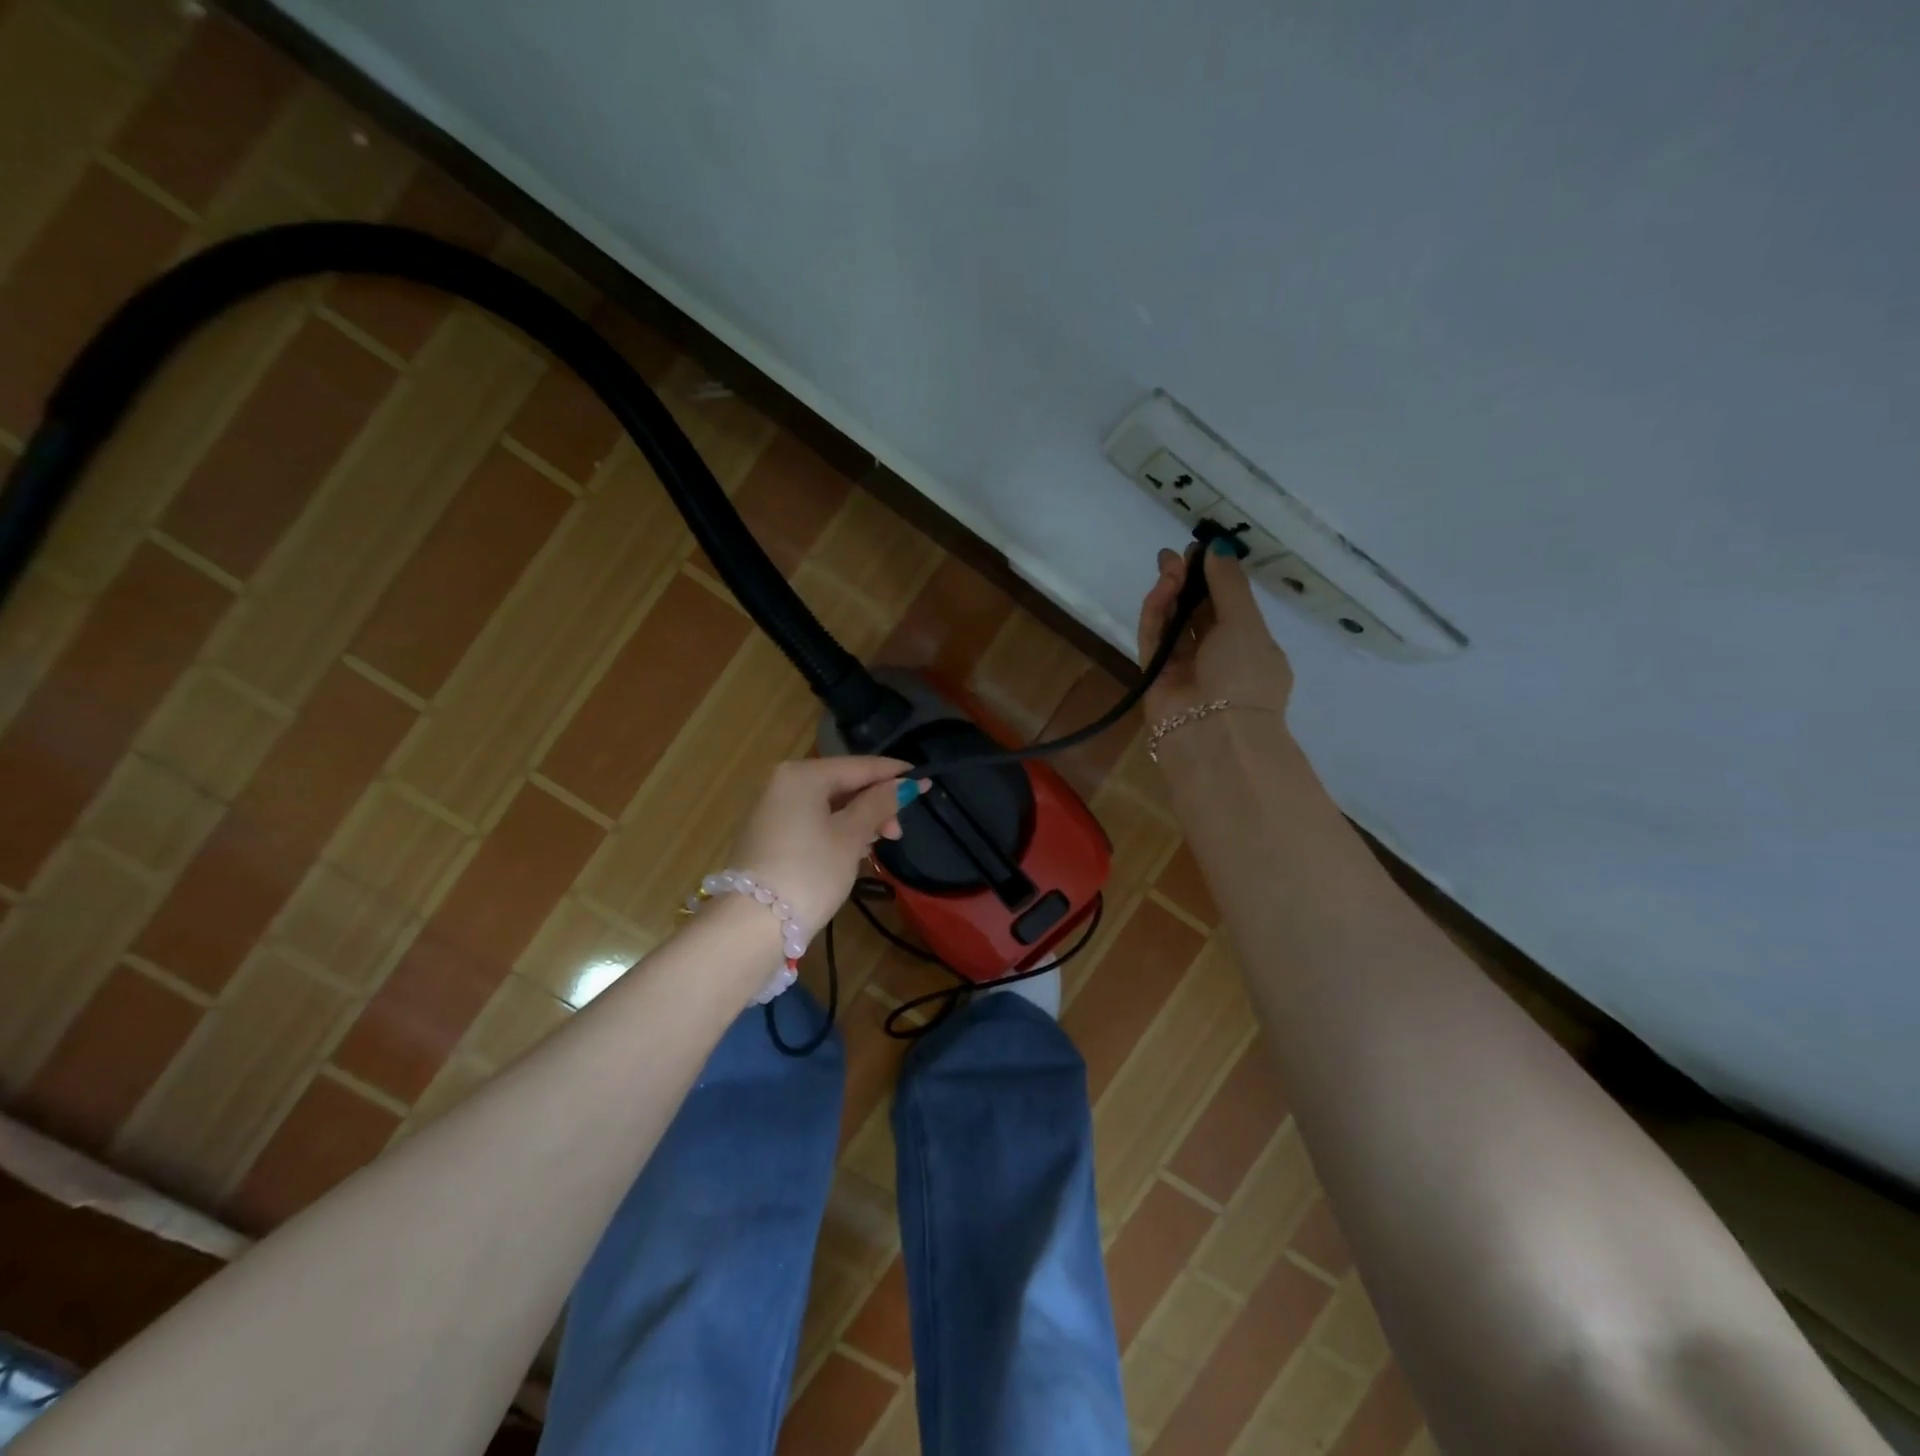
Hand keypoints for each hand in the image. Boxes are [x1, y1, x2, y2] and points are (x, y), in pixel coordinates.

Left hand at [729, 757, 927, 933]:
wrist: (752, 924)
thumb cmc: (810, 872)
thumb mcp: (851, 837)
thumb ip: (879, 805)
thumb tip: (905, 783)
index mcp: (803, 775)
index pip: (858, 766)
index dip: (893, 774)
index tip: (924, 782)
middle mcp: (783, 783)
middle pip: (842, 784)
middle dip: (875, 804)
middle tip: (897, 833)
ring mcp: (772, 810)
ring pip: (828, 804)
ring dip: (858, 820)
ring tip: (878, 845)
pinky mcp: (768, 836)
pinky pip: (812, 821)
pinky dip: (836, 830)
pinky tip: (853, 850)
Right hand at [1136, 546, 1293, 723]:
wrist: (1215, 734)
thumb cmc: (1244, 675)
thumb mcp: (1247, 623)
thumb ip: (1229, 584)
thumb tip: (1217, 547)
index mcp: (1249, 647)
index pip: (1228, 607)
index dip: (1214, 578)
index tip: (1201, 550)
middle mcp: (1216, 656)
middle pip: (1197, 612)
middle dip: (1188, 582)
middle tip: (1175, 556)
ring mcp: (1183, 667)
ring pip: (1173, 622)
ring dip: (1171, 593)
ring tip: (1168, 566)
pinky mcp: (1154, 674)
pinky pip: (1154, 637)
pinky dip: (1156, 613)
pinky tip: (1161, 588)